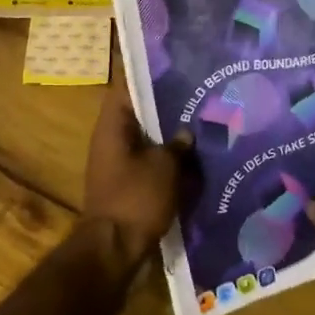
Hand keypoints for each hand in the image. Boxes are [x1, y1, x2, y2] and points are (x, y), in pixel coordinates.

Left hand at [82, 63, 199, 262]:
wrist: (114, 250)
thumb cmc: (135, 199)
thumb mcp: (164, 167)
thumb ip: (177, 144)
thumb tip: (186, 132)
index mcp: (112, 125)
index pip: (128, 86)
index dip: (149, 73)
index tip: (176, 64)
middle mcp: (111, 139)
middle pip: (139, 112)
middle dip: (167, 105)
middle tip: (199, 92)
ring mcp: (117, 163)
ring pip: (147, 138)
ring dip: (170, 134)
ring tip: (204, 122)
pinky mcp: (127, 185)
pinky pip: (149, 162)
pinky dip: (168, 159)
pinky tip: (195, 157)